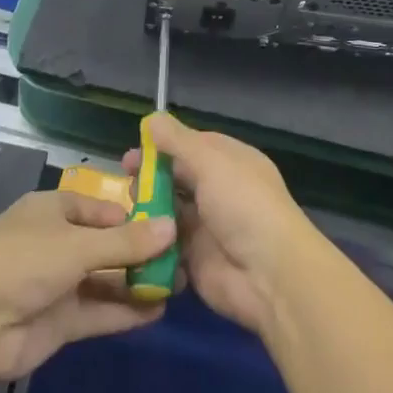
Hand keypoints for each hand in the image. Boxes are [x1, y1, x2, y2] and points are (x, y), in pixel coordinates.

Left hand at [0, 191, 176, 384]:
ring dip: (137, 282)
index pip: (101, 208)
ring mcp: (58, 284)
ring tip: (180, 284)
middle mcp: (57, 243)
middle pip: (106, 245)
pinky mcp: (59, 322)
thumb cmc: (23, 261)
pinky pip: (99, 312)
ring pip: (105, 280)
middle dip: (141, 252)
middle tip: (184, 257)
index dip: (133, 215)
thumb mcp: (78, 244)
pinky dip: (125, 311)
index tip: (170, 222)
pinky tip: (158, 311)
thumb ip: (126, 242)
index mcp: (54, 211)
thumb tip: (172, 227)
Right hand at [122, 114, 319, 336]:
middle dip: (150, 177)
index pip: (192, 146)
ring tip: (124, 210)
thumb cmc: (243, 205)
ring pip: (169, 211)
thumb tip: (152, 118)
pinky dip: (151, 241)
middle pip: (178, 178)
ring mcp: (206, 226)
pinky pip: (166, 245)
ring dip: (148, 209)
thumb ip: (178, 142)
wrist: (269, 275)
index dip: (162, 146)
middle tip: (124, 180)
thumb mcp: (211, 162)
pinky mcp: (194, 260)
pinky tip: (130, 237)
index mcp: (230, 162)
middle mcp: (219, 190)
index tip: (134, 151)